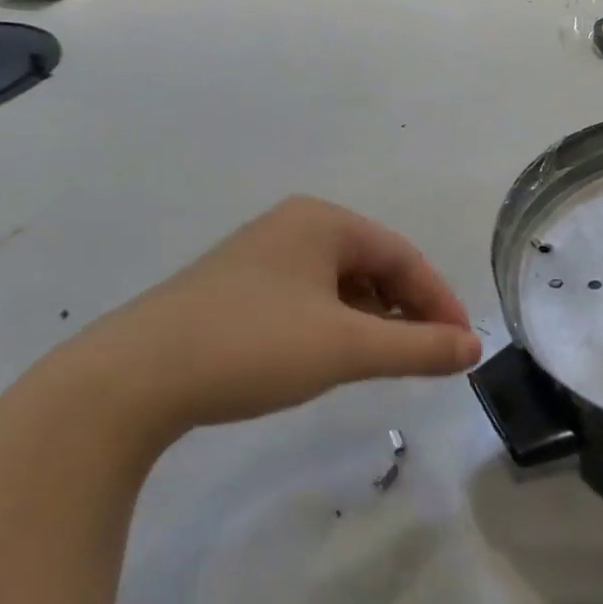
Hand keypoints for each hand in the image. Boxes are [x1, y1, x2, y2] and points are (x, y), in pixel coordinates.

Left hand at [39, 197, 481, 440]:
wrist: (128, 381)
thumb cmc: (252, 347)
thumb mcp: (349, 348)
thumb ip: (419, 347)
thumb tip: (474, 348)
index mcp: (323, 222)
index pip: (403, 257)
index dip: (439, 301)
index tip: (461, 346)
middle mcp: (293, 227)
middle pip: (373, 266)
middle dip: (406, 310)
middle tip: (427, 354)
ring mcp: (259, 256)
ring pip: (340, 284)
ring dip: (372, 319)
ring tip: (384, 359)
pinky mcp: (234, 289)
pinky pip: (307, 298)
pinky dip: (334, 325)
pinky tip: (330, 355)